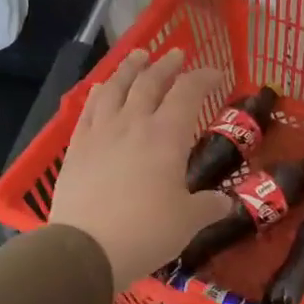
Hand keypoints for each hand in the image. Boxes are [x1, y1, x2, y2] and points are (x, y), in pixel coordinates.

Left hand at [50, 49, 234, 288]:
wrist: (86, 248)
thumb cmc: (147, 232)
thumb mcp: (188, 222)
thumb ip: (209, 207)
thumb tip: (226, 203)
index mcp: (167, 136)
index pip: (188, 93)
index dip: (204, 78)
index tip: (216, 74)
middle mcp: (133, 123)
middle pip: (150, 82)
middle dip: (167, 65)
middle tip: (177, 54)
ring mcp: (101, 132)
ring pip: (116, 88)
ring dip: (130, 68)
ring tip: (139, 56)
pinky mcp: (77, 147)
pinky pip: (89, 109)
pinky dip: (99, 93)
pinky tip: (102, 88)